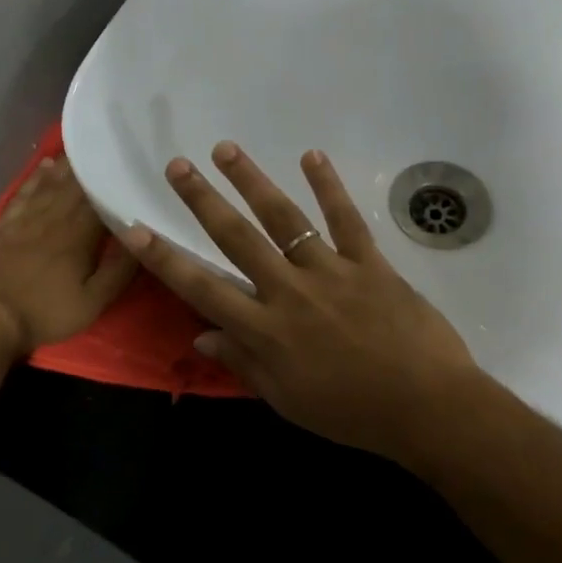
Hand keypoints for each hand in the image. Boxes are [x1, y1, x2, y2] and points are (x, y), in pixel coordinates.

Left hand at [0, 157, 137, 352]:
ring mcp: (25, 219)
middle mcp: (52, 218)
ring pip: (49, 184)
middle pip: (74, 186)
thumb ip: (119, 270)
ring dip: (65, 166)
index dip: (112, 181)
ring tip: (80, 150)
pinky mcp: (5, 226)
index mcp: (78, 235)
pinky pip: (23, 193)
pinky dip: (35, 178)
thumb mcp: (94, 301)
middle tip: (105, 149)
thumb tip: (140, 238)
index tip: (126, 165)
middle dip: (90, 167)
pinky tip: (44, 167)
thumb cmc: (47, 312)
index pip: (98, 198)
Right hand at [119, 142, 480, 461]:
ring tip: (227, 150)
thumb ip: (244, 364)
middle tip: (178, 166)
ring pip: (284, 219)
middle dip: (203, 201)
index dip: (165, 259)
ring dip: (252, 182)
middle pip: (237, 239)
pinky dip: (328, 187)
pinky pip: (346, 220)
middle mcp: (289, 292)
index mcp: (266, 331)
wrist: (426, 407)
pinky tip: (311, 157)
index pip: (202, 289)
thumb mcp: (287, 400)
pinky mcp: (370, 264)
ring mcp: (331, 272)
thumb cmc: (351, 412)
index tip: (135, 229)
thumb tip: (201, 337)